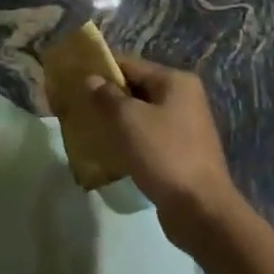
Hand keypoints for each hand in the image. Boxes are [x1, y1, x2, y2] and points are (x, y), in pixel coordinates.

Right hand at [86, 54, 241, 246]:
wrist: (200, 208)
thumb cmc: (164, 154)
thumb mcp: (128, 119)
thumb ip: (106, 96)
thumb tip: (91, 79)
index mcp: (175, 82)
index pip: (130, 64)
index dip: (100, 69)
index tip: (73, 77)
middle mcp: (183, 98)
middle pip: (136, 88)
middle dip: (106, 96)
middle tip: (76, 104)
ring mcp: (184, 126)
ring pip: (140, 114)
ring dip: (116, 119)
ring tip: (86, 126)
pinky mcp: (180, 151)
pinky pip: (147, 136)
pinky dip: (128, 139)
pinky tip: (107, 149)